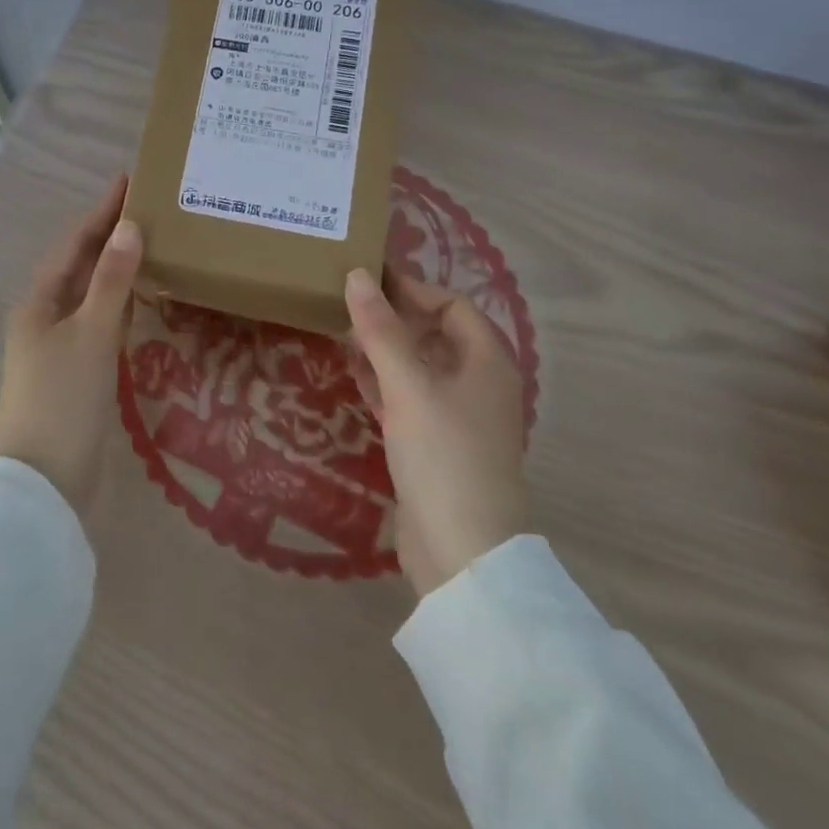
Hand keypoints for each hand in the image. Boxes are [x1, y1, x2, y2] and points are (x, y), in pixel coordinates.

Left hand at [0, 174, 142, 515]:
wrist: (46, 482)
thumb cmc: (63, 398)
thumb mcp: (91, 333)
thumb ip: (112, 280)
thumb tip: (129, 227)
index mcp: (39, 301)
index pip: (75, 243)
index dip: (101, 211)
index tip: (129, 180)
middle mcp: (46, 317)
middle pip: (82, 265)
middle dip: (111, 235)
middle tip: (150, 208)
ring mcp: (60, 347)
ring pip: (92, 294)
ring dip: (117, 268)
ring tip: (152, 242)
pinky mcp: (78, 373)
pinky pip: (102, 323)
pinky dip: (122, 304)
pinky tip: (143, 298)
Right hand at [346, 267, 526, 597]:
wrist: (463, 553)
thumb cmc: (444, 455)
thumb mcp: (409, 385)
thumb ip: (381, 330)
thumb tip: (358, 275)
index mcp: (486, 362)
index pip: (453, 305)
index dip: (413, 290)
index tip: (368, 281)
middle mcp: (477, 383)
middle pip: (436, 334)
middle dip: (394, 318)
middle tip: (347, 304)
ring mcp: (458, 417)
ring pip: (419, 366)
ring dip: (385, 349)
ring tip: (342, 332)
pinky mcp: (436, 445)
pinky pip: (409, 398)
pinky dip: (384, 382)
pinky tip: (354, 374)